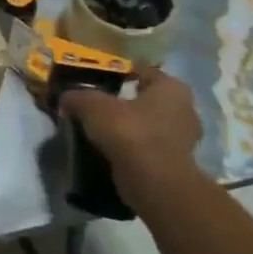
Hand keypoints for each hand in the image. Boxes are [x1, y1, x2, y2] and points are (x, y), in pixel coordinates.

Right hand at [59, 65, 202, 206]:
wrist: (152, 181)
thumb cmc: (129, 131)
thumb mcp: (91, 105)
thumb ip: (77, 96)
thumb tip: (66, 98)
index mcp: (172, 88)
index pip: (144, 72)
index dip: (119, 73)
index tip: (98, 80)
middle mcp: (185, 110)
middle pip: (147, 100)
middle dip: (124, 103)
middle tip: (96, 105)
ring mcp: (185, 140)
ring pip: (148, 126)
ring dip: (128, 128)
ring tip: (99, 130)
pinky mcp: (177, 165)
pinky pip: (148, 148)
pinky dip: (132, 148)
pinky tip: (110, 150)